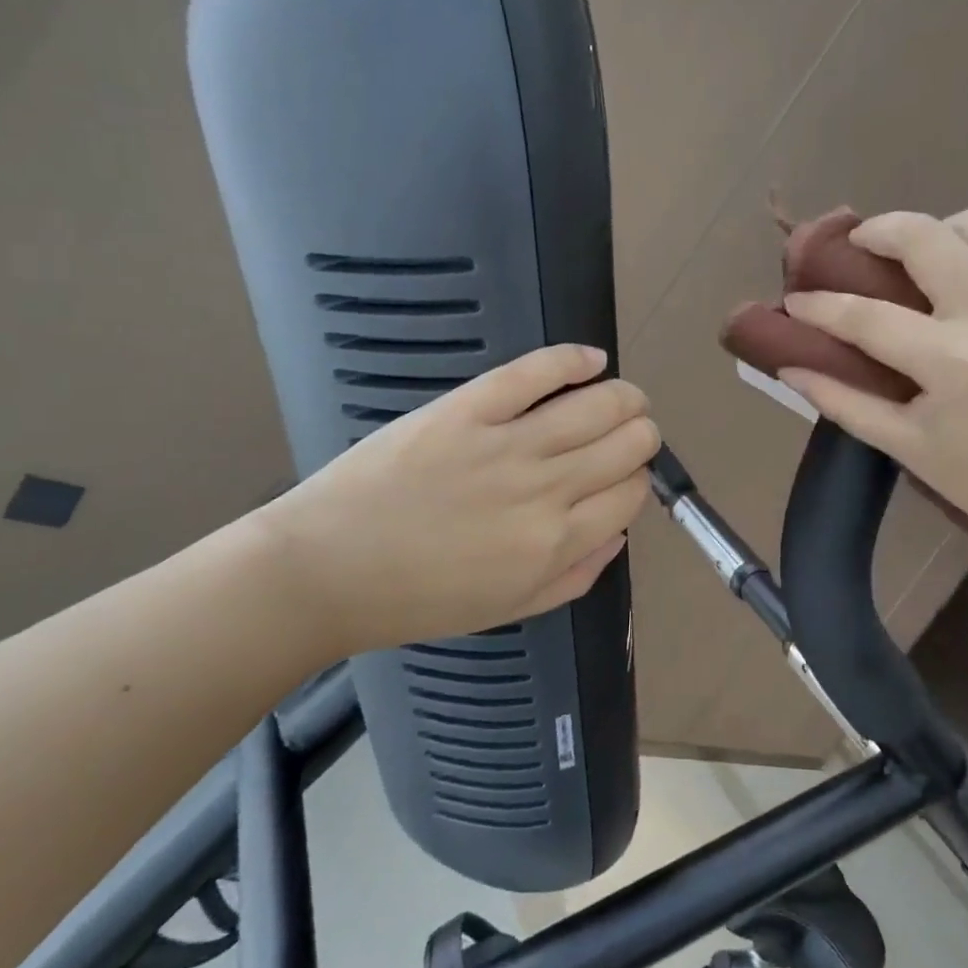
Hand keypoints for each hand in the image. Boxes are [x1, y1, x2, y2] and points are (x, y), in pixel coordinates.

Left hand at [254, 345, 658, 652]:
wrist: (328, 569)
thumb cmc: (418, 598)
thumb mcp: (509, 608)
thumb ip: (575, 575)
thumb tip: (617, 533)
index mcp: (556, 543)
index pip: (631, 494)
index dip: (636, 481)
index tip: (622, 478)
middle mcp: (546, 489)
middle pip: (628, 443)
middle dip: (639, 436)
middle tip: (624, 436)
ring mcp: (507, 443)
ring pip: (599, 404)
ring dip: (624, 397)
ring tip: (620, 397)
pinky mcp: (469, 408)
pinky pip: (536, 371)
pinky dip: (573, 360)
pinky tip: (591, 359)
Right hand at [779, 208, 967, 560]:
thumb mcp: (904, 446)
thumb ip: (840, 400)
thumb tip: (789, 366)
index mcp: (954, 362)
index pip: (866, 315)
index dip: (820, 304)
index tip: (796, 298)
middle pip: (927, 235)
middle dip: (879, 230)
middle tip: (860, 247)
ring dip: (938, 232)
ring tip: (919, 262)